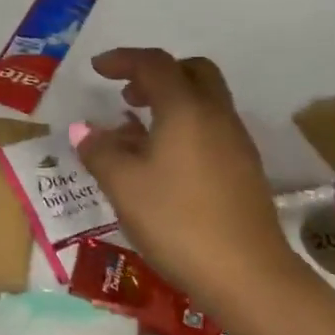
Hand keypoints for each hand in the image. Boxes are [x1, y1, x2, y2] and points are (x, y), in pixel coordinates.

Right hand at [75, 48, 299, 312]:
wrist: (247, 276)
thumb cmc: (177, 221)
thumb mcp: (123, 185)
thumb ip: (100, 151)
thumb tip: (87, 131)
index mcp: (185, 108)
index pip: (154, 64)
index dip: (123, 59)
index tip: (97, 68)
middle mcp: (216, 115)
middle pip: (191, 72)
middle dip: (157, 74)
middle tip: (127, 95)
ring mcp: (236, 142)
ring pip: (205, 101)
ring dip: (171, 102)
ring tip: (138, 132)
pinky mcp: (245, 170)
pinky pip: (212, 128)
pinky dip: (185, 127)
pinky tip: (164, 163)